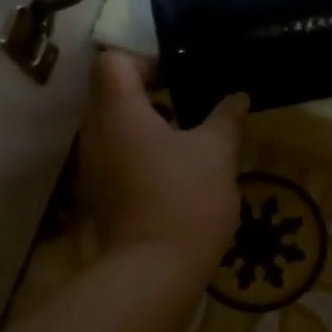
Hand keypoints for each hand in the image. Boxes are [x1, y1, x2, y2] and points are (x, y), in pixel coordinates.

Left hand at [78, 51, 247, 269]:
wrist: (155, 270)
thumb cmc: (186, 198)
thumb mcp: (218, 151)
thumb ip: (226, 116)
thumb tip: (238, 95)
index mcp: (118, 111)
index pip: (114, 61)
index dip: (146, 61)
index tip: (180, 79)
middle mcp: (95, 132)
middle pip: (110, 92)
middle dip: (149, 92)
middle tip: (190, 105)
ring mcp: (93, 165)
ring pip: (113, 126)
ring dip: (145, 124)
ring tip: (187, 138)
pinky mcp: (99, 193)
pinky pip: (115, 155)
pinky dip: (139, 152)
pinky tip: (174, 171)